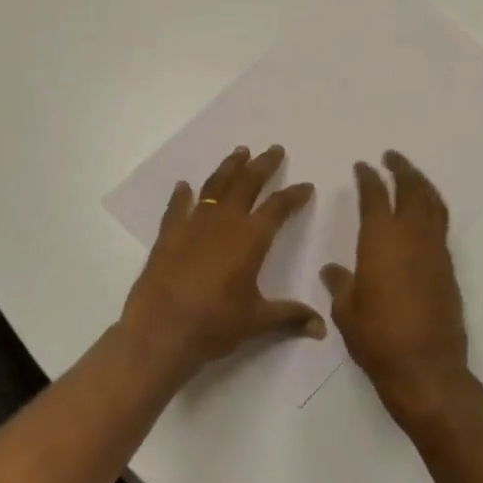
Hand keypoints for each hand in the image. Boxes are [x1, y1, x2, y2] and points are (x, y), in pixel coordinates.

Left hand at [120, 145, 324, 379]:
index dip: (294, 195)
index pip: (278, 207)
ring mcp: (193, 224)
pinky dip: (182, 195)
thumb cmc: (214, 325)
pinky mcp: (168, 235)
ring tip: (239, 152)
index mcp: (251, 238)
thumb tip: (321, 329)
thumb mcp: (257, 321)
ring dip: (229, 168)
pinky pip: (177, 207)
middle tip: (274, 150)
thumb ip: (290, 317)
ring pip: (215, 186)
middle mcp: (224, 222)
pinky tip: (184, 186)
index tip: (305, 185)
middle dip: (263, 165)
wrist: (160, 332)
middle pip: (247, 183)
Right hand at [320, 151, 469, 427]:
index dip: (368, 178)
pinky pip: (440, 227)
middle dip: (402, 169)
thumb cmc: (377, 338)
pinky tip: (422, 217)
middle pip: (412, 190)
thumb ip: (340, 284)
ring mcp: (435, 253)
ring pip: (433, 205)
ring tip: (411, 176)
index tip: (363, 166)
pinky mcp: (448, 270)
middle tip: (391, 157)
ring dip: (422, 185)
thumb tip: (333, 270)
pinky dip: (432, 210)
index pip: (375, 197)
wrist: (426, 369)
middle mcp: (412, 238)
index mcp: (381, 241)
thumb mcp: (346, 312)